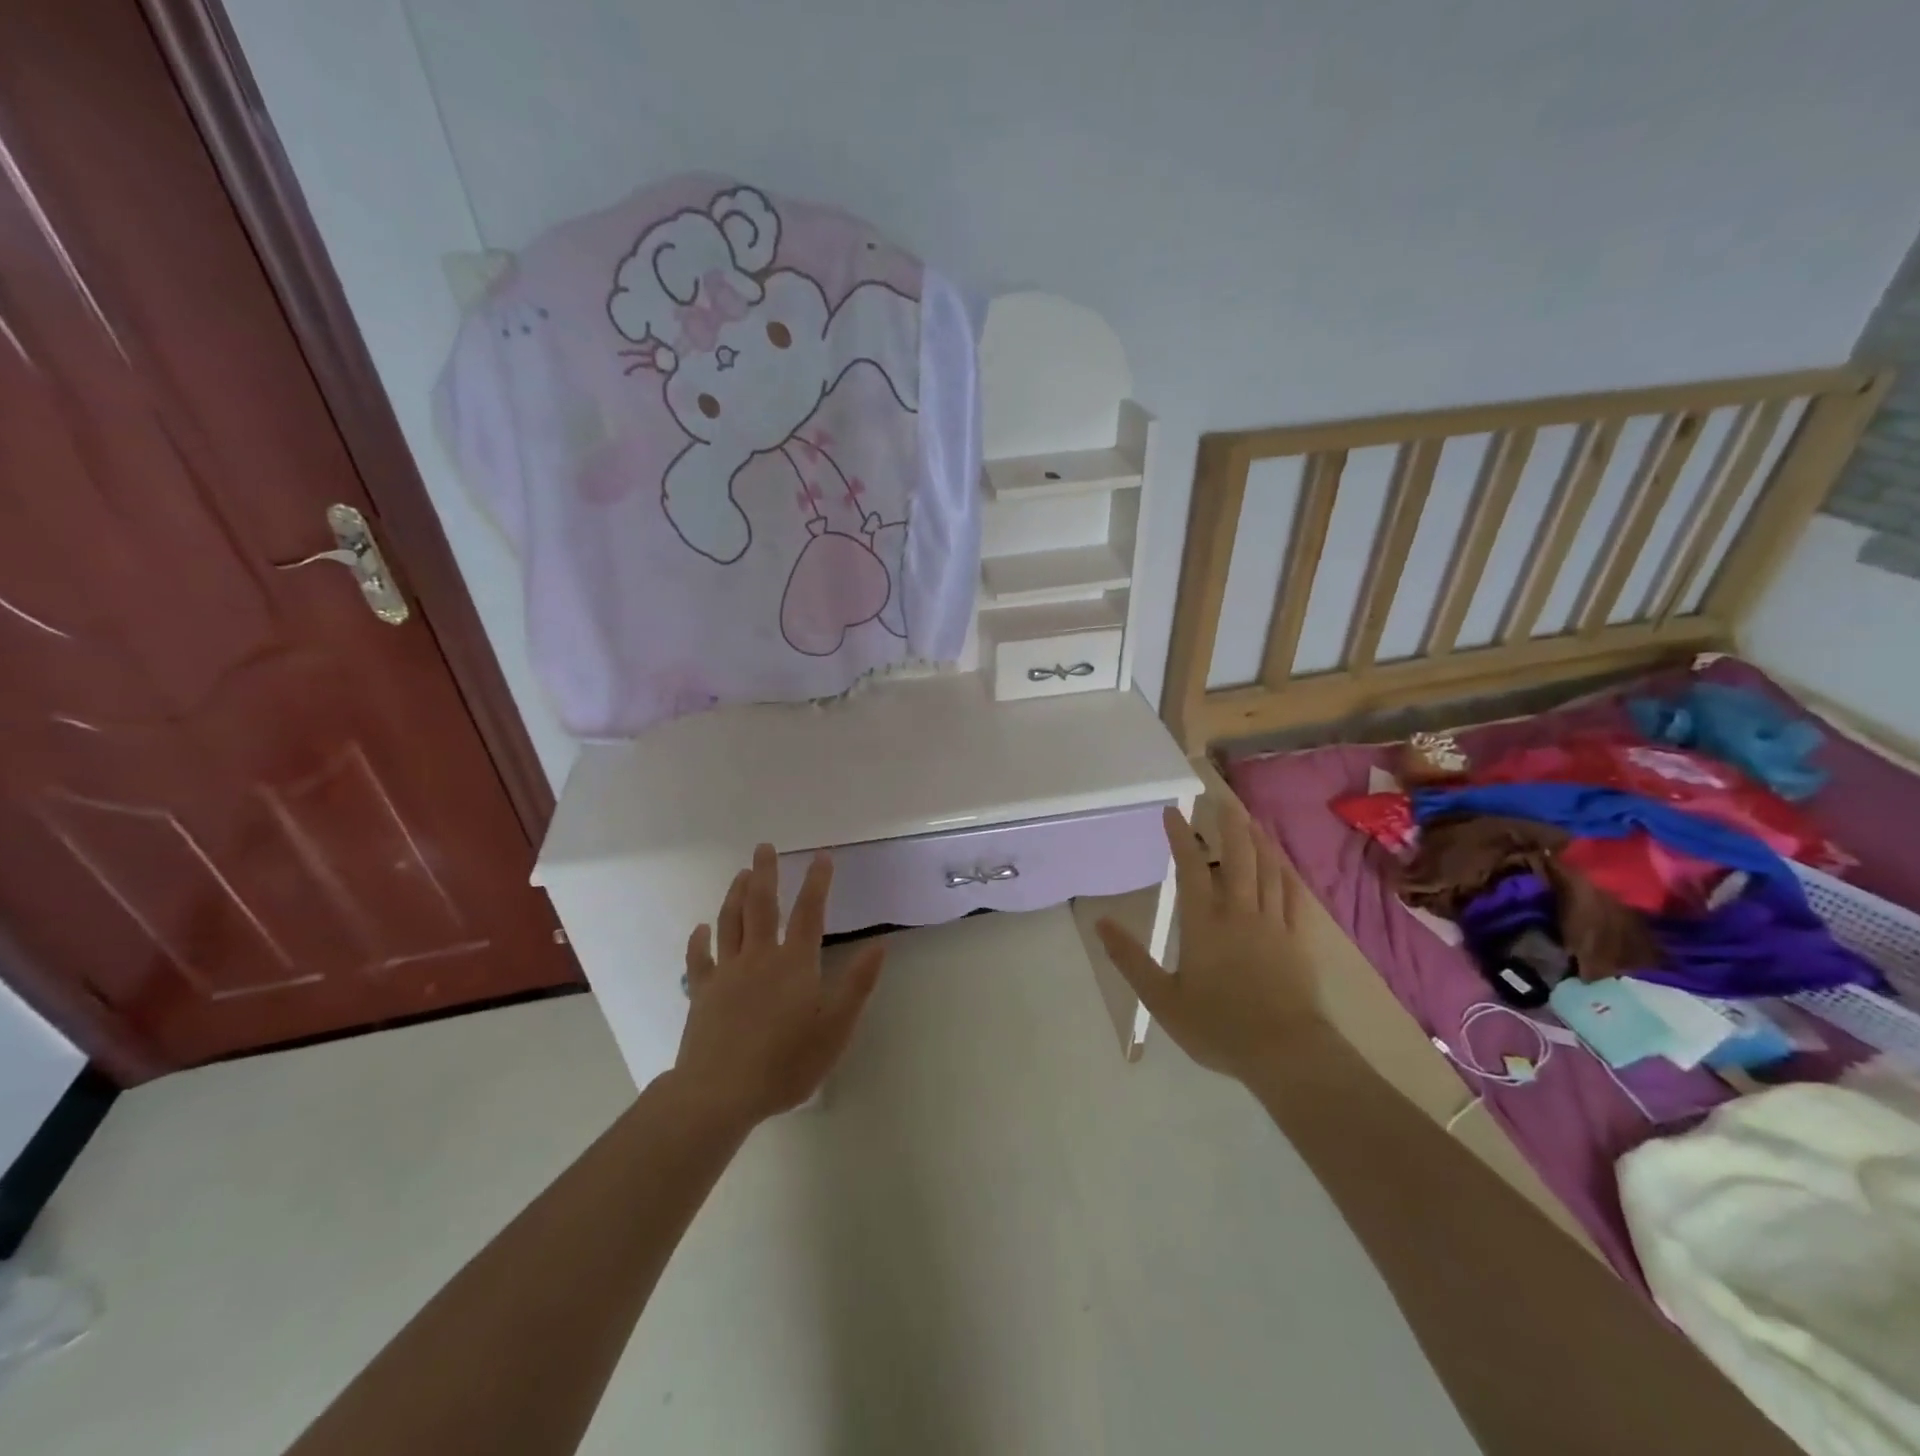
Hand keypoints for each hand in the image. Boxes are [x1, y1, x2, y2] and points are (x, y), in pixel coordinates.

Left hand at [671, 845, 885, 1127]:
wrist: (721, 1092)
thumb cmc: (786, 1062)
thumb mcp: (836, 1028)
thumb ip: (857, 984)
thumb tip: (879, 945)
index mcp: (795, 963)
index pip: (809, 912)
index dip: (817, 882)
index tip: (821, 856)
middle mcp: (760, 957)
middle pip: (761, 905)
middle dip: (765, 873)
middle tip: (764, 847)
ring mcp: (727, 973)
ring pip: (730, 922)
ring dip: (735, 894)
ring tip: (740, 873)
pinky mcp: (702, 993)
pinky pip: (699, 958)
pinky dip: (699, 940)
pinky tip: (701, 928)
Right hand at [1095, 802, 1330, 1084]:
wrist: (1285, 1052)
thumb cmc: (1217, 1026)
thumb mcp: (1162, 999)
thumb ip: (1130, 959)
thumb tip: (1101, 922)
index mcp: (1204, 923)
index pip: (1190, 868)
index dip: (1180, 837)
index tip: (1173, 811)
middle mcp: (1239, 912)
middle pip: (1236, 858)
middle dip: (1227, 826)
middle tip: (1220, 800)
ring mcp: (1273, 923)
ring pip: (1267, 870)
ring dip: (1257, 841)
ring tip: (1250, 820)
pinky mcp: (1297, 939)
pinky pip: (1292, 895)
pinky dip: (1286, 873)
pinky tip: (1284, 864)